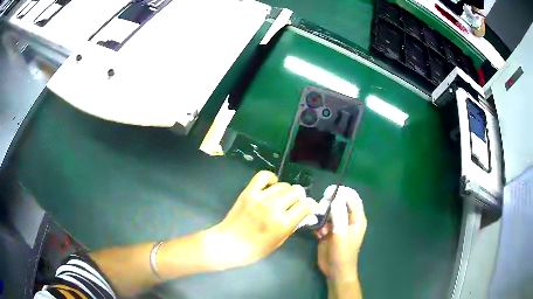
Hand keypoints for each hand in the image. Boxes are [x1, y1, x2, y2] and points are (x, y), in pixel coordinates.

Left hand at [207, 171, 315, 268]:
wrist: (229, 244)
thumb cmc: (255, 249)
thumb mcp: (279, 242)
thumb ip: (291, 225)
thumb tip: (302, 213)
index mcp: (283, 223)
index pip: (306, 205)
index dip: (310, 205)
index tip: (308, 208)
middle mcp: (274, 207)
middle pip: (296, 192)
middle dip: (299, 197)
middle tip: (295, 204)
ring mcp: (260, 197)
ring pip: (283, 185)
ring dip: (287, 191)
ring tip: (282, 197)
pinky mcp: (249, 192)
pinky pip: (263, 176)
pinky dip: (271, 178)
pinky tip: (272, 185)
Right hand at [316, 186, 366, 281]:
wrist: (334, 271)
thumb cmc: (343, 255)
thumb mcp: (341, 236)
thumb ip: (339, 217)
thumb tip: (336, 197)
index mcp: (356, 218)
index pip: (352, 198)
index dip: (342, 193)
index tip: (328, 193)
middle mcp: (347, 219)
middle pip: (337, 203)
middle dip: (328, 206)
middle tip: (321, 213)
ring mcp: (336, 225)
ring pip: (327, 211)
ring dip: (321, 217)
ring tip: (321, 229)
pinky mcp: (327, 231)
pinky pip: (320, 221)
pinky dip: (317, 225)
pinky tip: (317, 235)